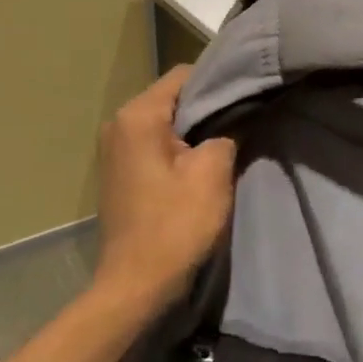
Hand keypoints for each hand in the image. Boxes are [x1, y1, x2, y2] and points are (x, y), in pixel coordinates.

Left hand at [93, 65, 236, 314]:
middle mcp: (118, 123)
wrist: (136, 286)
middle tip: (243, 119)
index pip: (184, 75)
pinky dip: (178, 147)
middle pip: (173, 97)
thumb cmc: (175, 226)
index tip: (247, 96)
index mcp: (137, 115)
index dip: (219, 82)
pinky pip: (154, 143)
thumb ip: (227, 132)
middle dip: (207, 107)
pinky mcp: (119, 171)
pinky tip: (200, 164)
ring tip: (227, 141)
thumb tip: (236, 116)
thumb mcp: (212, 173)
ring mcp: (114, 148)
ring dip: (194, 130)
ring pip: (165, 122)